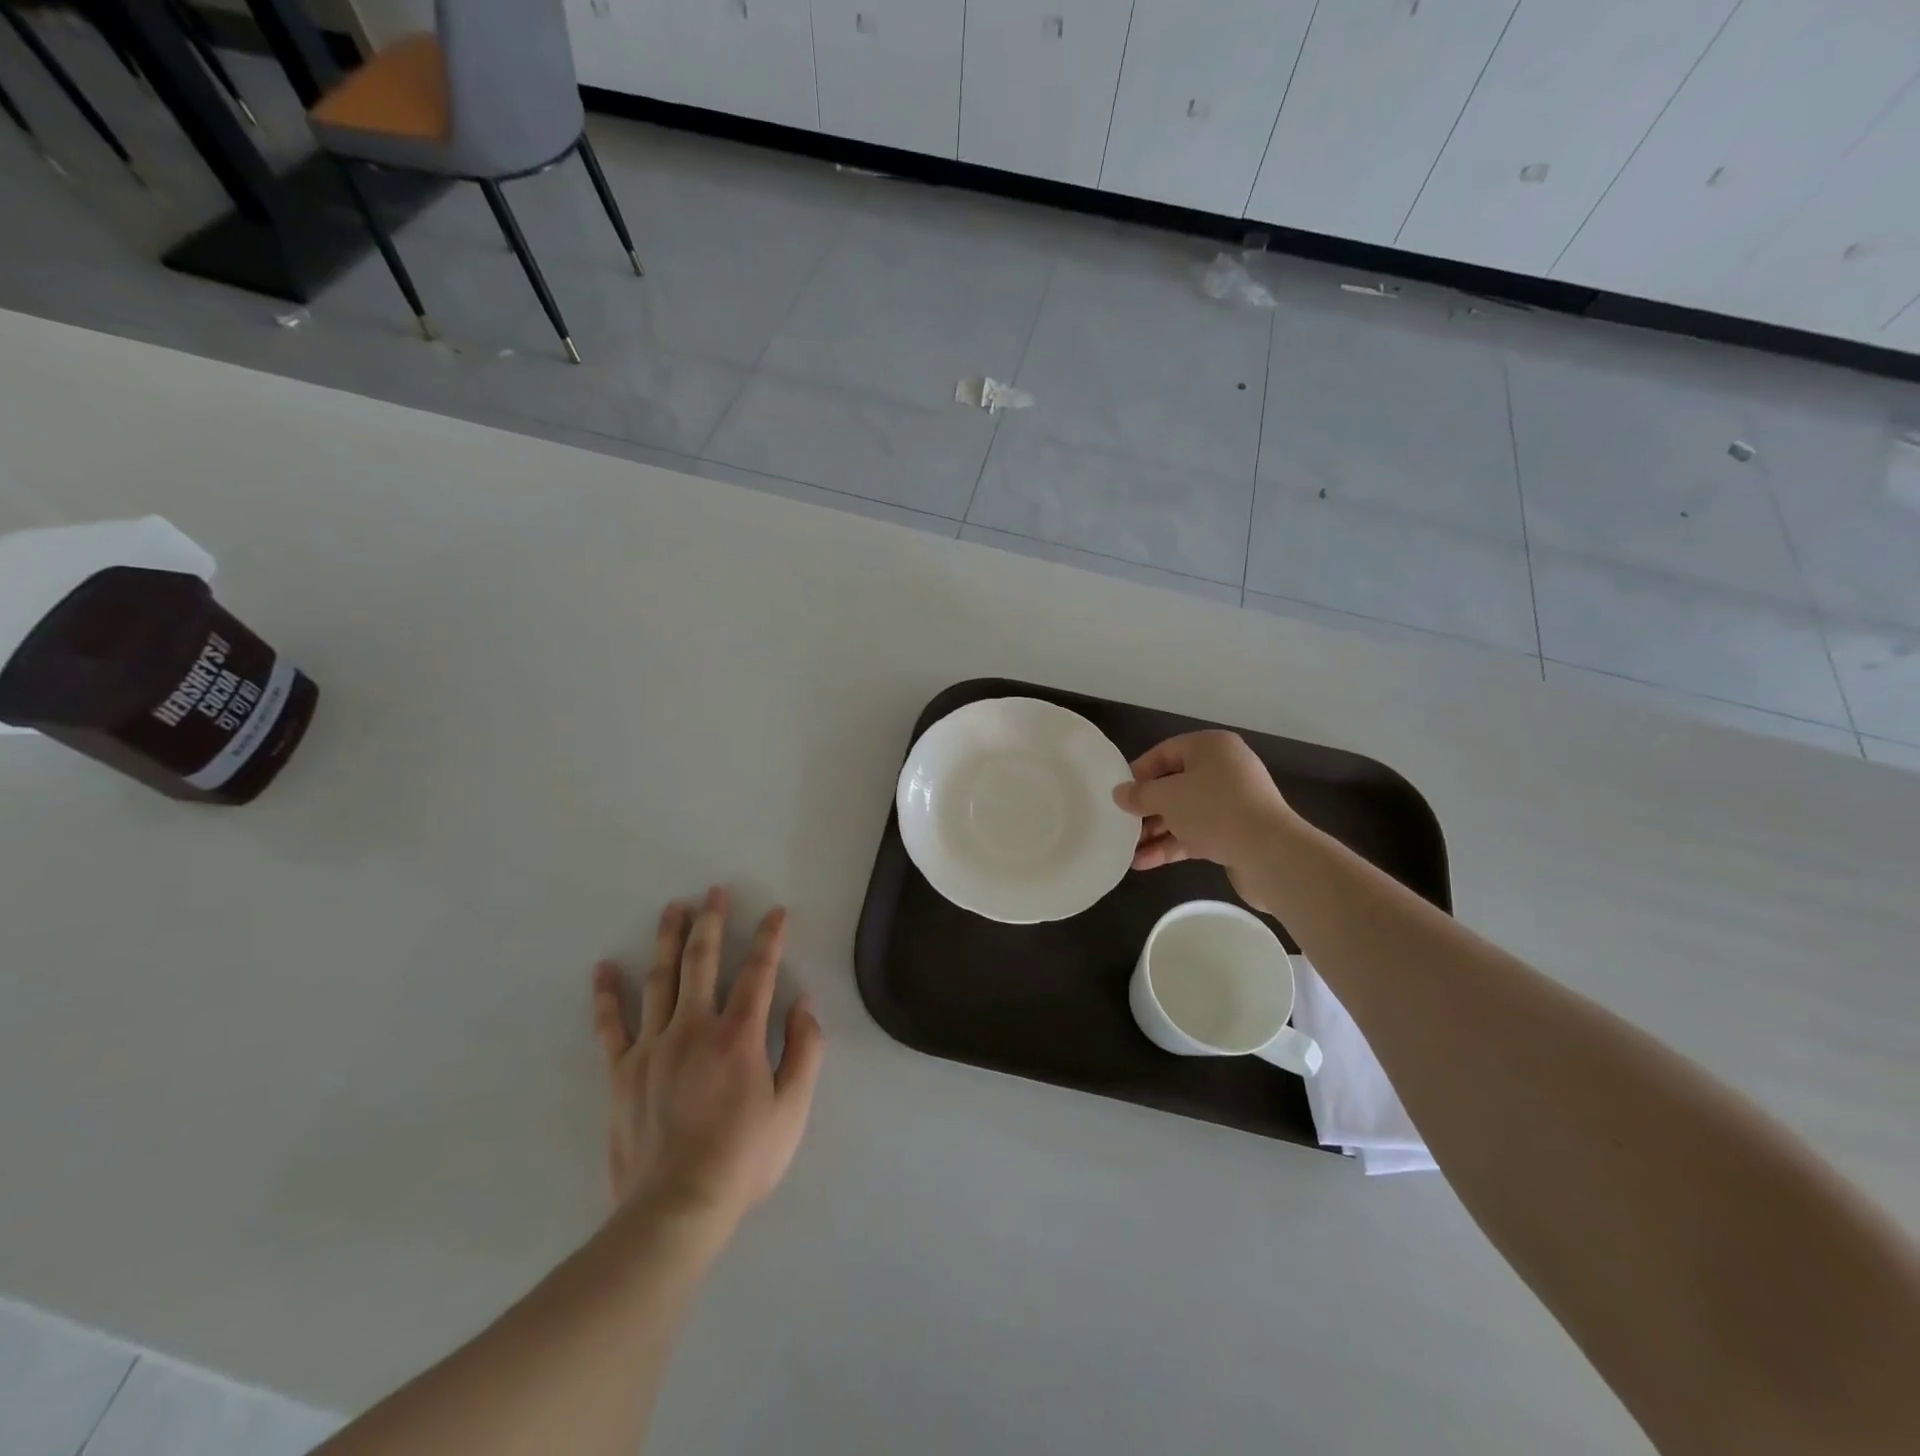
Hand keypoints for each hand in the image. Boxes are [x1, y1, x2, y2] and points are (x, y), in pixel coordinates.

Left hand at [591, 887, 823, 1228]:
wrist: (675, 1210)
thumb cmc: (743, 1159)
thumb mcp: (793, 1109)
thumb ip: (804, 1050)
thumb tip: (803, 1003)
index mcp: (738, 1036)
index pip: (758, 972)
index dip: (769, 938)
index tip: (776, 911)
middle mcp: (694, 1028)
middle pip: (702, 962)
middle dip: (711, 922)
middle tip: (713, 891)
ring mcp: (652, 1047)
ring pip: (660, 980)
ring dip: (667, 940)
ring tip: (672, 908)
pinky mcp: (622, 1072)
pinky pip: (611, 1025)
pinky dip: (607, 995)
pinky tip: (605, 968)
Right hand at [1111, 731, 1298, 909]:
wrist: (1270, 853)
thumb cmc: (1214, 810)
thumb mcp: (1167, 796)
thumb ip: (1139, 794)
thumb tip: (1119, 793)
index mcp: (1211, 747)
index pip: (1164, 752)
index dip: (1138, 773)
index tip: (1119, 794)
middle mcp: (1224, 769)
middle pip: (1174, 784)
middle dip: (1146, 808)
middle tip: (1121, 824)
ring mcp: (1232, 802)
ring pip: (1184, 812)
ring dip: (1155, 831)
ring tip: (1127, 850)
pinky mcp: (1236, 832)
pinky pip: (1196, 833)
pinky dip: (1172, 844)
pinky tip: (1144, 862)